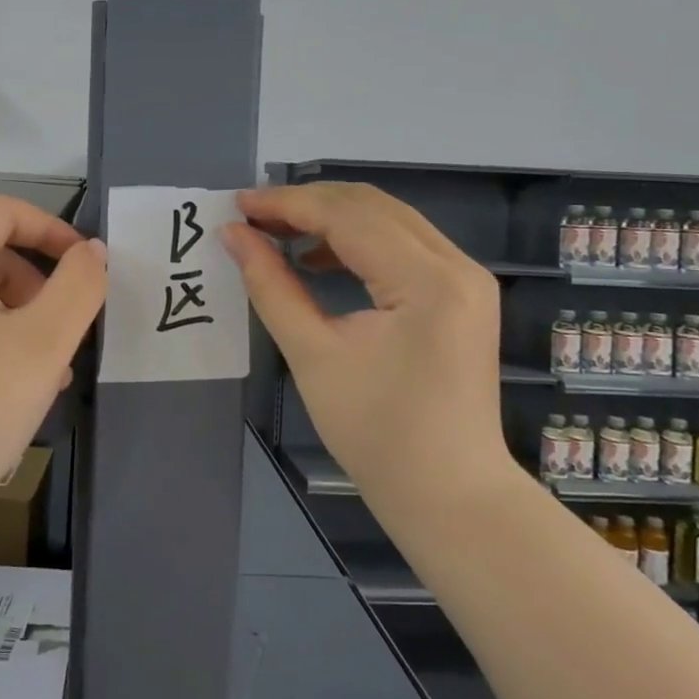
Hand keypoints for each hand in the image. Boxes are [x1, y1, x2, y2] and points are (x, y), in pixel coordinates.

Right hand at [221, 183, 512, 507]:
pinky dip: (357, 243)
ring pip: (388, 220)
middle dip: (307, 204)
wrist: (449, 495)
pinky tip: (317, 259)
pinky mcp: (461, 294)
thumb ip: (271, 285)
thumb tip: (233, 234)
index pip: (347, 216)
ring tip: (277, 234)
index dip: (287, 204)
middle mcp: (456, 265)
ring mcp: (465, 278)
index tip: (237, 204)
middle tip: (252, 215)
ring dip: (331, 219)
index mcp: (427, 280)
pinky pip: (402, 246)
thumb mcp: (312, 354)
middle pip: (371, 206)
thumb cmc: (376, 433)